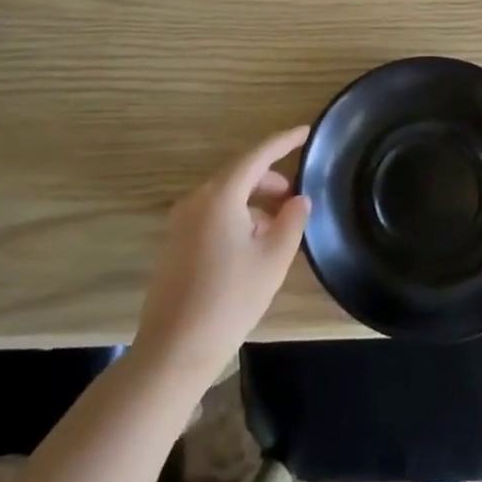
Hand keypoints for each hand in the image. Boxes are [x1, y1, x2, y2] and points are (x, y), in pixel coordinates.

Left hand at [134, 126, 311, 384]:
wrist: (174, 349)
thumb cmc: (230, 299)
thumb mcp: (273, 259)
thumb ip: (292, 221)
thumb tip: (299, 200)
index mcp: (221, 196)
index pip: (258, 155)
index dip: (284, 141)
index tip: (307, 131)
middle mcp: (196, 200)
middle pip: (239, 174)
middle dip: (270, 179)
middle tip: (296, 195)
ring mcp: (181, 221)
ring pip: (226, 196)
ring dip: (254, 202)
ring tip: (279, 227)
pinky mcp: (175, 243)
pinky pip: (212, 214)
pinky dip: (237, 217)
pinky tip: (253, 245)